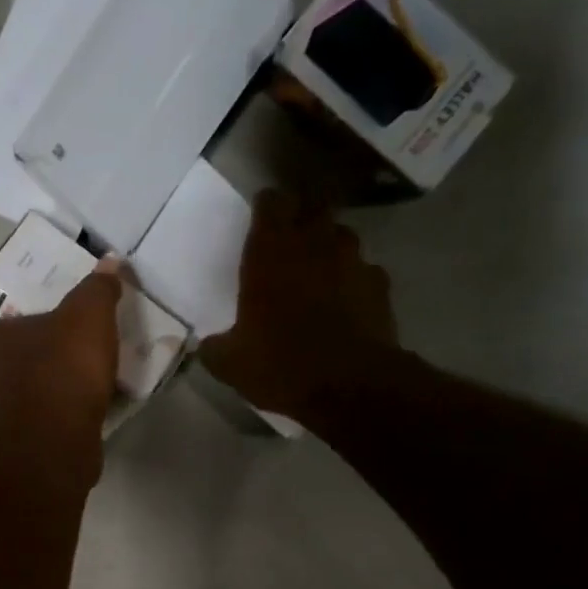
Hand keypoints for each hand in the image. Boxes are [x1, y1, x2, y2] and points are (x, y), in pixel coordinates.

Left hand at [0, 258, 123, 438]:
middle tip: (8, 373)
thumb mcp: (88, 315)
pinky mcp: (32, 447)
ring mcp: (8, 418)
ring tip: (42, 398)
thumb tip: (110, 262)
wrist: (62, 429)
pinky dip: (46, 427)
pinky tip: (68, 421)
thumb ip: (97, 290)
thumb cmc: (64, 363)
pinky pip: (34, 432)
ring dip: (15, 404)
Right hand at [200, 190, 400, 420]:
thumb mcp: (231, 364)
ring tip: (320, 271)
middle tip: (290, 242)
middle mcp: (314, 244)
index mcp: (270, 252)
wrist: (350, 385)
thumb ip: (215, 348)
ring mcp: (353, 260)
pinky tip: (347, 302)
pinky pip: (365, 270)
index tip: (261, 219)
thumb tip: (207, 347)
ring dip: (330, 247)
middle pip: (313, 207)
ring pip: (342, 235)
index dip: (266, 207)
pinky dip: (354, 280)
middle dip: (302, 218)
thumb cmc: (281, 364)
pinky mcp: (380, 284)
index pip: (271, 202)